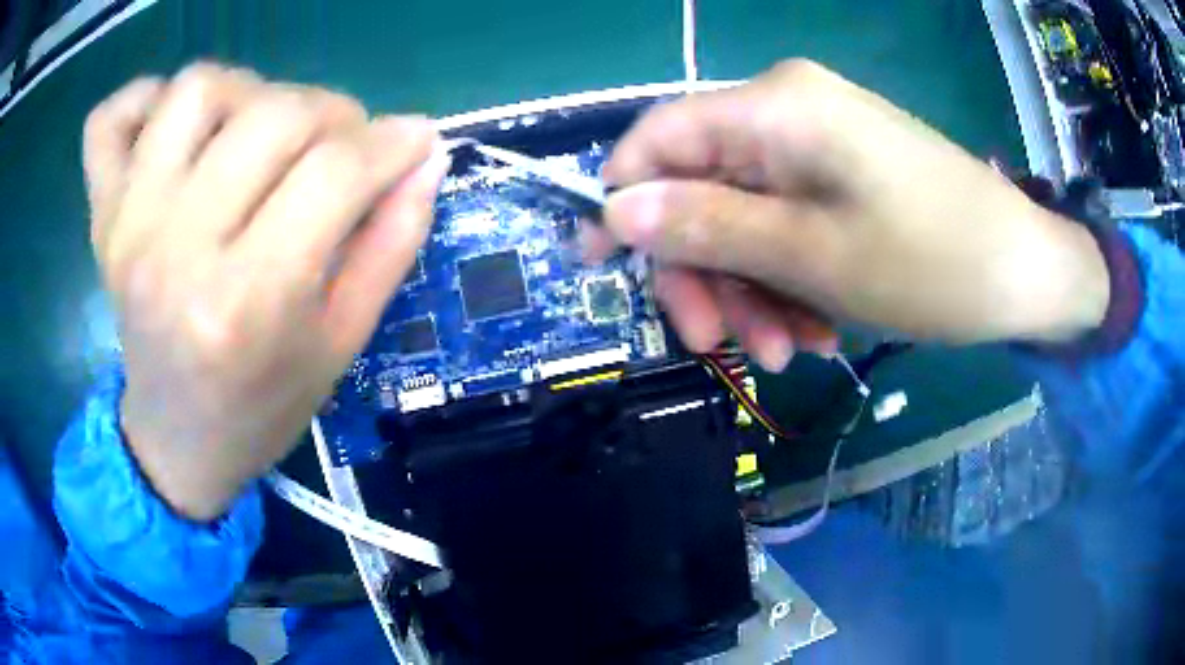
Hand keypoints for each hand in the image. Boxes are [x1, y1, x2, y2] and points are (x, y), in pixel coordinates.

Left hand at [85, 64, 448, 519]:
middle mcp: (176, 250)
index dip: (392, 142)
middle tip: (340, 148)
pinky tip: (175, 130)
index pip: (333, 172)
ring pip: (197, 89)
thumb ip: (391, 244)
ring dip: (249, 93)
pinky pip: (111, 118)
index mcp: (247, 304)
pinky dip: (144, 98)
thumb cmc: (262, 407)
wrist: (175, 442)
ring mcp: (128, 224)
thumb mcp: (341, 344)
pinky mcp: (103, 215)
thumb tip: (427, 154)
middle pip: (272, 114)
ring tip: (259, 137)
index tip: (414, 141)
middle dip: (333, 114)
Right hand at [586, 60, 1109, 370]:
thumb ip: (706, 225)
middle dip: (706, 271)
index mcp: (776, 107)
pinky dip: (790, 279)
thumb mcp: (811, 254)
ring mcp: (820, 142)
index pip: (659, 139)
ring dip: (753, 289)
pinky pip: (790, 222)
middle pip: (703, 187)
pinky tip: (817, 328)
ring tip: (790, 351)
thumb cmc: (933, 262)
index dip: (620, 200)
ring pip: (746, 216)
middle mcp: (789, 110)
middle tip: (724, 347)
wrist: (1027, 272)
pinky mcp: (845, 173)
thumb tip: (617, 211)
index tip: (602, 267)